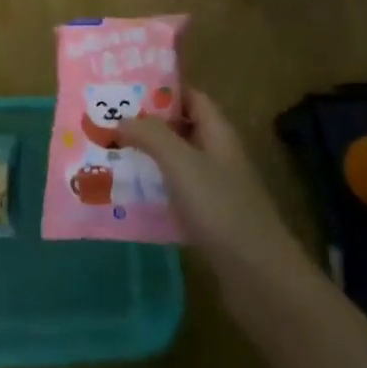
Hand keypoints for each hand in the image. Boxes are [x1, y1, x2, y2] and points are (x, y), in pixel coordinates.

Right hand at [120, 89, 311, 303]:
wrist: (259, 277)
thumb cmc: (221, 208)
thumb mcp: (182, 163)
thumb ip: (152, 135)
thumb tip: (123, 118)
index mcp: (218, 133)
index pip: (191, 97)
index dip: (162, 90)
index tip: (125, 90)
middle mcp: (218, 155)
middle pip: (180, 129)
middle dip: (146, 125)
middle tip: (107, 123)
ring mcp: (215, 189)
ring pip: (175, 163)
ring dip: (146, 159)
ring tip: (107, 156)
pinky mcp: (208, 220)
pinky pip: (175, 194)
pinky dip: (153, 191)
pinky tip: (126, 198)